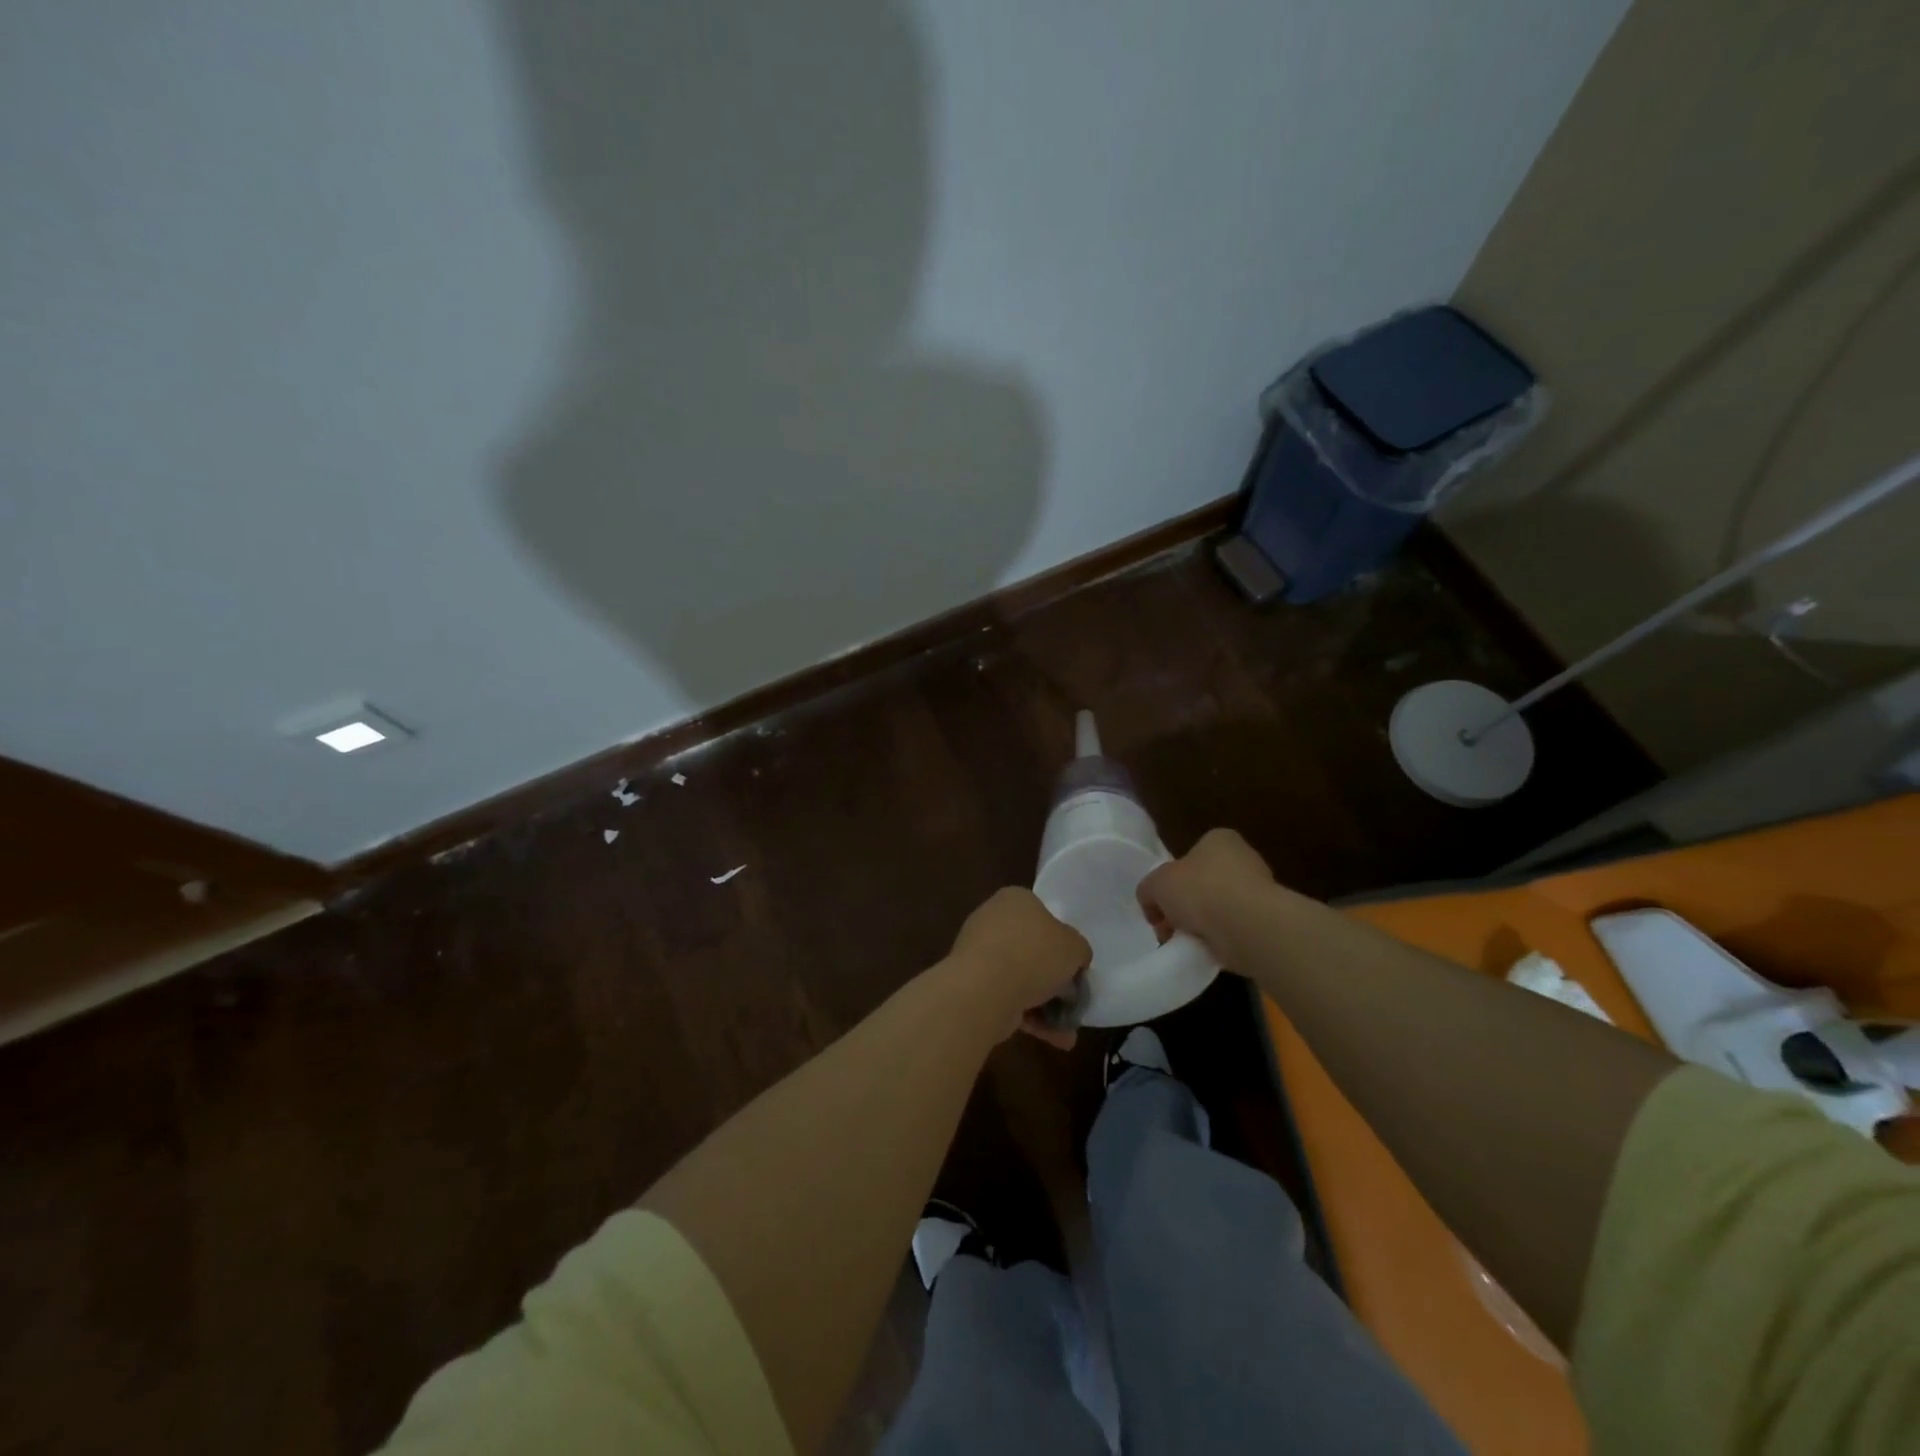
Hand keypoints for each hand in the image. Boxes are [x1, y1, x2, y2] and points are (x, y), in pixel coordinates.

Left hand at [946, 888, 1090, 1048]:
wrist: (985, 988)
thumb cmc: (1034, 954)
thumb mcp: (1075, 946)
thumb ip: (1078, 950)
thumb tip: (1075, 959)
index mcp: (1014, 899)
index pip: (1042, 914)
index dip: (1062, 940)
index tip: (1074, 965)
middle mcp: (992, 920)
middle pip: (1031, 948)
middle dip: (1052, 977)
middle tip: (1072, 998)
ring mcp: (979, 953)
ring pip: (1020, 977)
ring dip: (1045, 1003)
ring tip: (1068, 1029)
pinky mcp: (973, 984)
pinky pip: (1008, 997)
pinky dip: (1031, 1016)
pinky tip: (1056, 1039)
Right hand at [1137, 829, 1273, 964]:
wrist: (1248, 927)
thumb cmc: (1201, 890)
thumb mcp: (1156, 884)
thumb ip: (1149, 889)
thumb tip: (1152, 903)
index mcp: (1219, 839)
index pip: (1188, 857)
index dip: (1169, 881)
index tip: (1159, 905)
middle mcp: (1243, 859)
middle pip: (1201, 884)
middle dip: (1182, 907)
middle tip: (1167, 928)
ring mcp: (1259, 891)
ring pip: (1217, 909)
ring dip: (1200, 926)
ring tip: (1186, 942)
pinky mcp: (1267, 921)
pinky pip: (1232, 930)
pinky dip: (1219, 940)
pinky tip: (1208, 949)